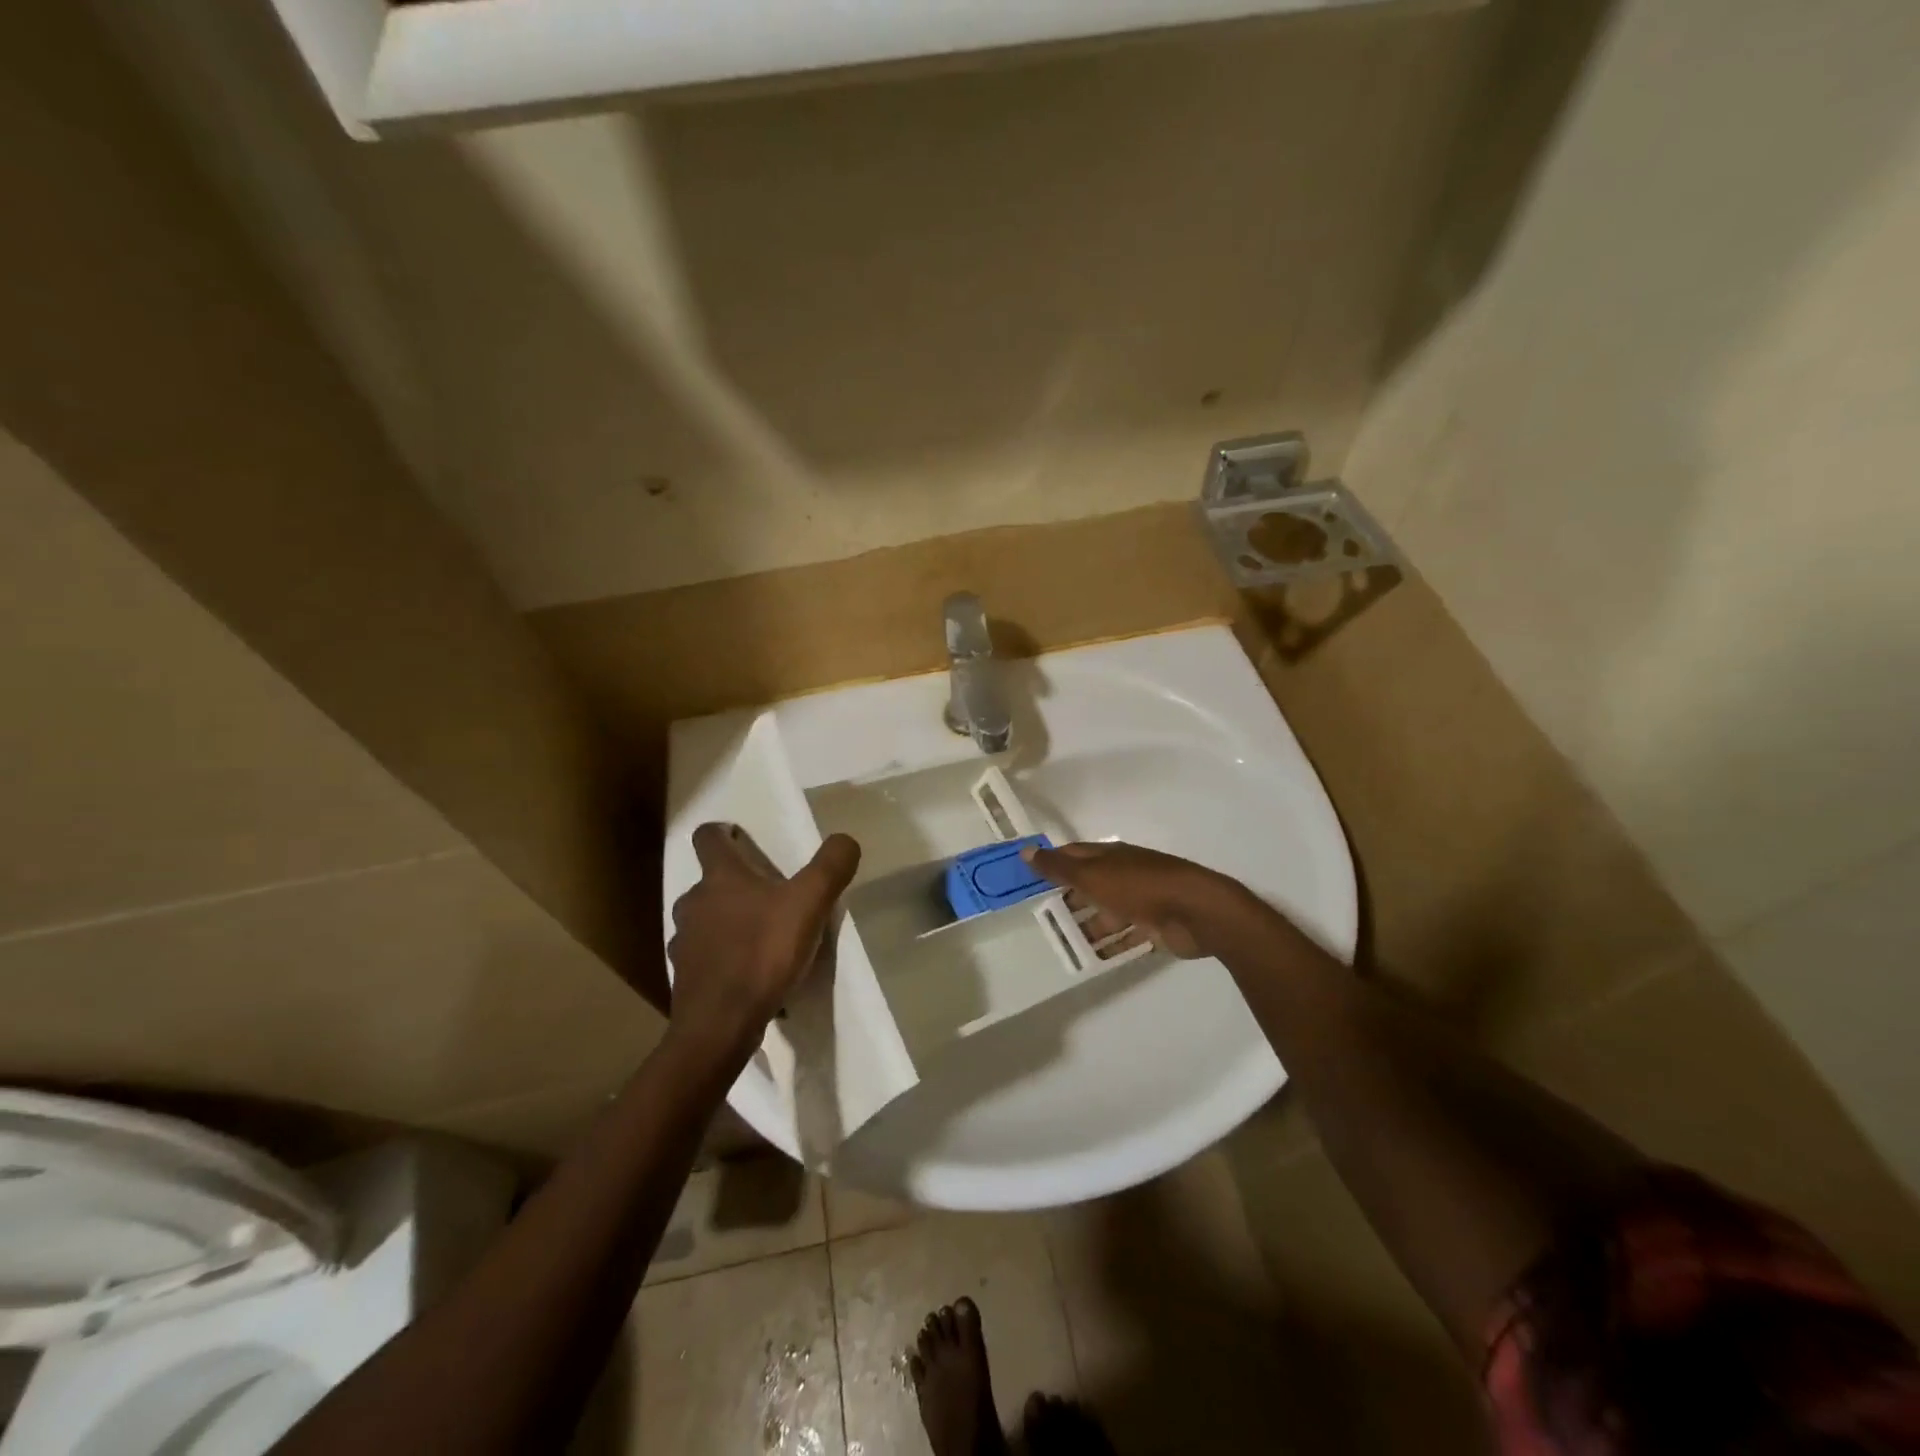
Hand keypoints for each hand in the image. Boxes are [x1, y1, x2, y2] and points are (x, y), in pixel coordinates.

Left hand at [668, 824, 860, 1051]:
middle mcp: (693, 903)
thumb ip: (831, 866)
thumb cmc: (763, 953)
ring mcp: (684, 942)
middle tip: (768, 896)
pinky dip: (723, 958)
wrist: (720, 1026)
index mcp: (720, 878)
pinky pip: (705, 957)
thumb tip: (845, 840)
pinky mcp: (685, 977)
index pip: (708, 837)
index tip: (740, 838)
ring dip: (726, 922)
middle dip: (734, 885)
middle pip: (709, 882)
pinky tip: (748, 974)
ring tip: (759, 938)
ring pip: (704, 920)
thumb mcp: (810, 903)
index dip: (722, 833)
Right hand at [1022, 840, 1245, 959]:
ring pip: (1107, 913)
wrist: (1196, 912)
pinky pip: (1126, 936)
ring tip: (1061, 945)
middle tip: (1040, 919)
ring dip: (1087, 927)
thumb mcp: (1093, 876)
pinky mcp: (1155, 926)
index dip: (1053, 864)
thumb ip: (1059, 868)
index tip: (1029, 879)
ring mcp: (1141, 900)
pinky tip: (1093, 959)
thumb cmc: (1139, 887)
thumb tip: (1026, 852)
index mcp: (1110, 856)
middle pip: (1090, 885)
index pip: (1074, 855)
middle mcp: (1124, 874)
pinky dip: (1111, 946)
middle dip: (1068, 900)